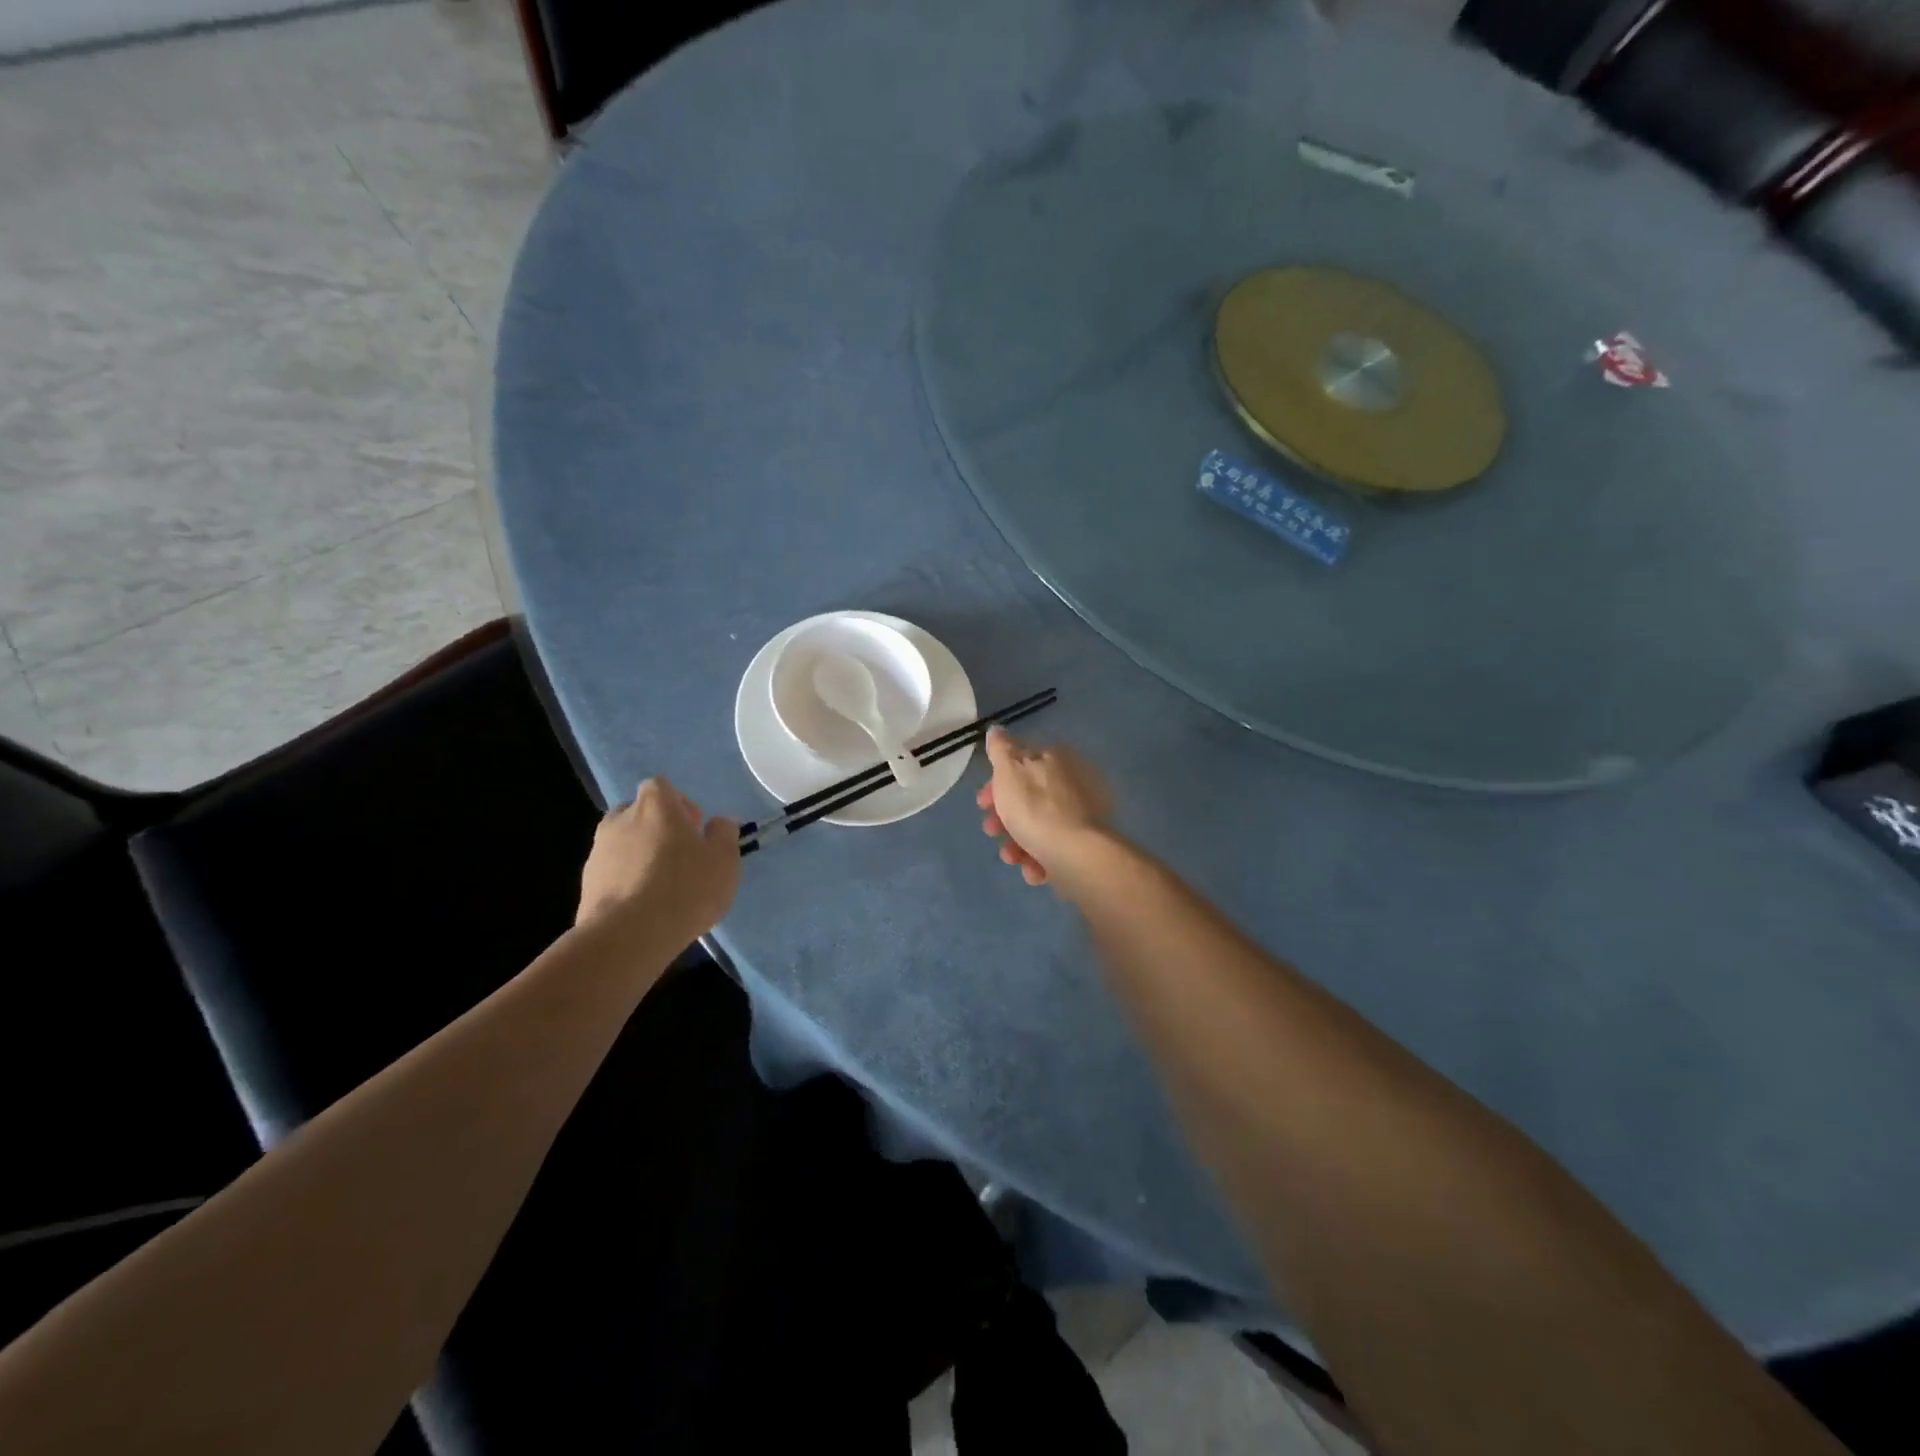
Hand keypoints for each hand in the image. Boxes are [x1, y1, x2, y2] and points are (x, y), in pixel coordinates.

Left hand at [577, 778, 739, 939]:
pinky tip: (643, 906)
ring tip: (661, 885)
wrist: (629, 936)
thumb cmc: (685, 888)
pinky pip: (611, 872)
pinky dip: (626, 880)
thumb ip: (724, 835)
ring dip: (639, 855)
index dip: (678, 803)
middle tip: (678, 855)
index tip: (694, 829)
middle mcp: (620, 820)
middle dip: (656, 827)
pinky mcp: (586, 884)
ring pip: (621, 843)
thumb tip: (720, 822)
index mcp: (655, 806)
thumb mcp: (724, 861)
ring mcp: (598, 852)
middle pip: (637, 813)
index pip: (660, 786)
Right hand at [976, 727, 1112, 886]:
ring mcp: (1084, 814)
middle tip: (991, 831)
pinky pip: (1056, 847)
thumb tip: (997, 729)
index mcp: (1057, 759)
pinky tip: (1033, 869)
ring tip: (1012, 857)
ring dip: (1018, 843)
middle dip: (1005, 817)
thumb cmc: (1036, 807)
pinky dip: (1040, 858)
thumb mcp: (1009, 770)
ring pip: (1039, 826)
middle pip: (1029, 797)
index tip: (982, 803)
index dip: (996, 784)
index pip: (1021, 765)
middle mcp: (1075, 782)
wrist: (1076, 855)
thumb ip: (1001, 749)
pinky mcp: (1088, 845)